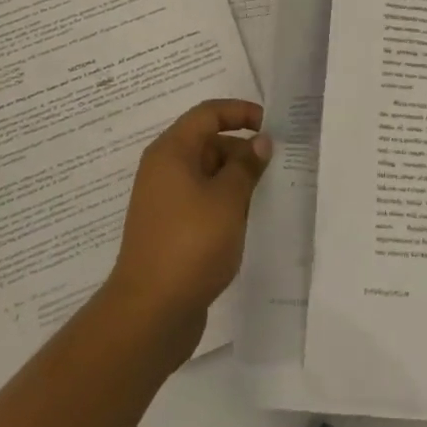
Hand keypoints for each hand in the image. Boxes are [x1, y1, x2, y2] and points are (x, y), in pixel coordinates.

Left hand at [104, 99, 271, 352]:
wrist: (150, 313)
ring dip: (236, 179)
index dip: (239, 112)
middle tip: (276, 165)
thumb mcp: (228, 199)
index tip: (270, 124)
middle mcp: (164, 170)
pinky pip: (202, 202)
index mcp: (172, 152)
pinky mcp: (170, 230)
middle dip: (242, 150)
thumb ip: (246, 166)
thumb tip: (259, 142)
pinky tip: (248, 220)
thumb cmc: (190, 244)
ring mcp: (165, 202)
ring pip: (207, 175)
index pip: (207, 114)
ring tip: (268, 193)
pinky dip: (225, 203)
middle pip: (207, 143)